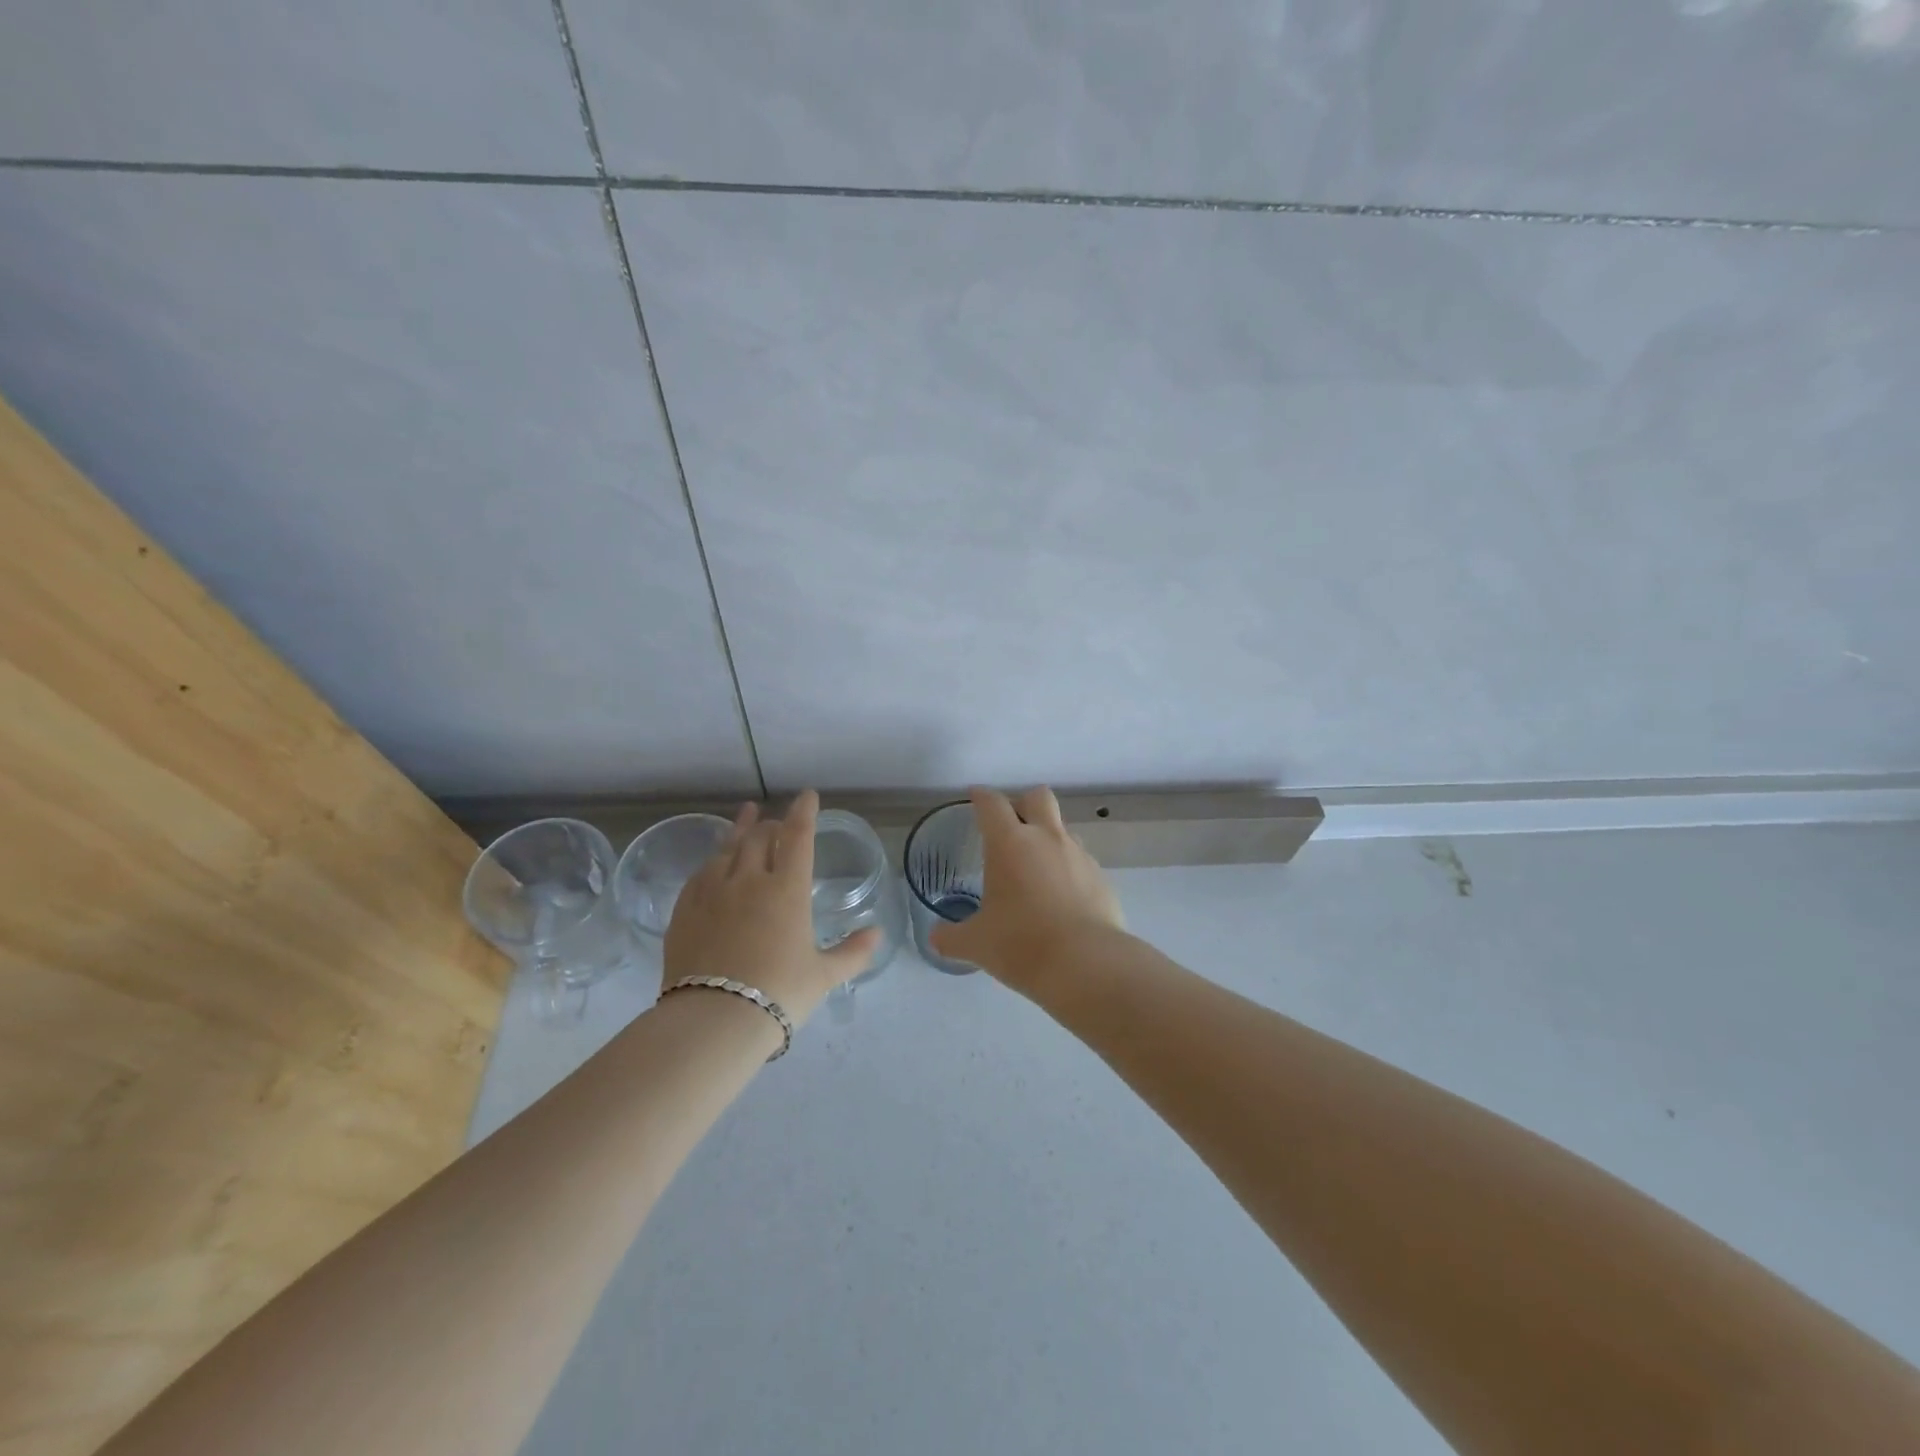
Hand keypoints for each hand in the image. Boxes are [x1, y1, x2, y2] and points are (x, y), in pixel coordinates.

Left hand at [663, 790, 879, 1023]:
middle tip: (778, 822)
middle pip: (759, 837)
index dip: (804, 812)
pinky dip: (713, 860)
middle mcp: (748, 880)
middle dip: (771, 823)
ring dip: (740, 830)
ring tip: (745, 816)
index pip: (797, 836)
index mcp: (787, 890)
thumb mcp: (823, 976)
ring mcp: (712, 893)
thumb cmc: (779, 994)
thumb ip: (852, 952)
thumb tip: (877, 933)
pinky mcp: (684, 910)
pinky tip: (713, 862)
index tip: (807, 796)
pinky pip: (700, 874)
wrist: (713, 1020)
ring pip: (726, 848)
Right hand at [930, 786, 1124, 995]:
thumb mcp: (976, 944)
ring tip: (1036, 868)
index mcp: (1010, 843)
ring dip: (1048, 837)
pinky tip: (1061, 897)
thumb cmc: (1021, 945)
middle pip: (1038, 797)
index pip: (992, 804)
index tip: (975, 796)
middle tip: (1010, 825)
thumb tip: (936, 938)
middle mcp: (1046, 838)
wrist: (1087, 965)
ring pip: (1062, 828)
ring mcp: (1079, 855)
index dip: (981, 796)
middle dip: (1023, 803)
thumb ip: (951, 937)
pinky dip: (1068, 869)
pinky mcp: (1101, 877)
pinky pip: (1081, 860)